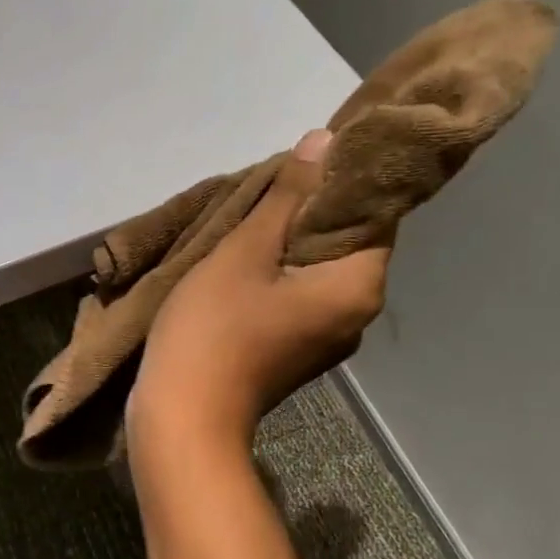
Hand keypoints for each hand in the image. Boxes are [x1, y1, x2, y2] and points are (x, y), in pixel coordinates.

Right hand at [131, 129, 388, 447]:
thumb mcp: (245, 252)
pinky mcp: (297, 351)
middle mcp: (357, 314)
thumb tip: (325, 141)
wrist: (184, 417)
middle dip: (311, 210)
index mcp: (358, 286)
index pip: (375, 213)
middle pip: (347, 243)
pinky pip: (300, 296)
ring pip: (319, 270)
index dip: (343, 180)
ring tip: (251, 220)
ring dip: (291, 242)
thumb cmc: (214, 329)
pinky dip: (280, 274)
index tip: (306, 159)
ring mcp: (327, 338)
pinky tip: (246, 262)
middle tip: (268, 185)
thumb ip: (288, 197)